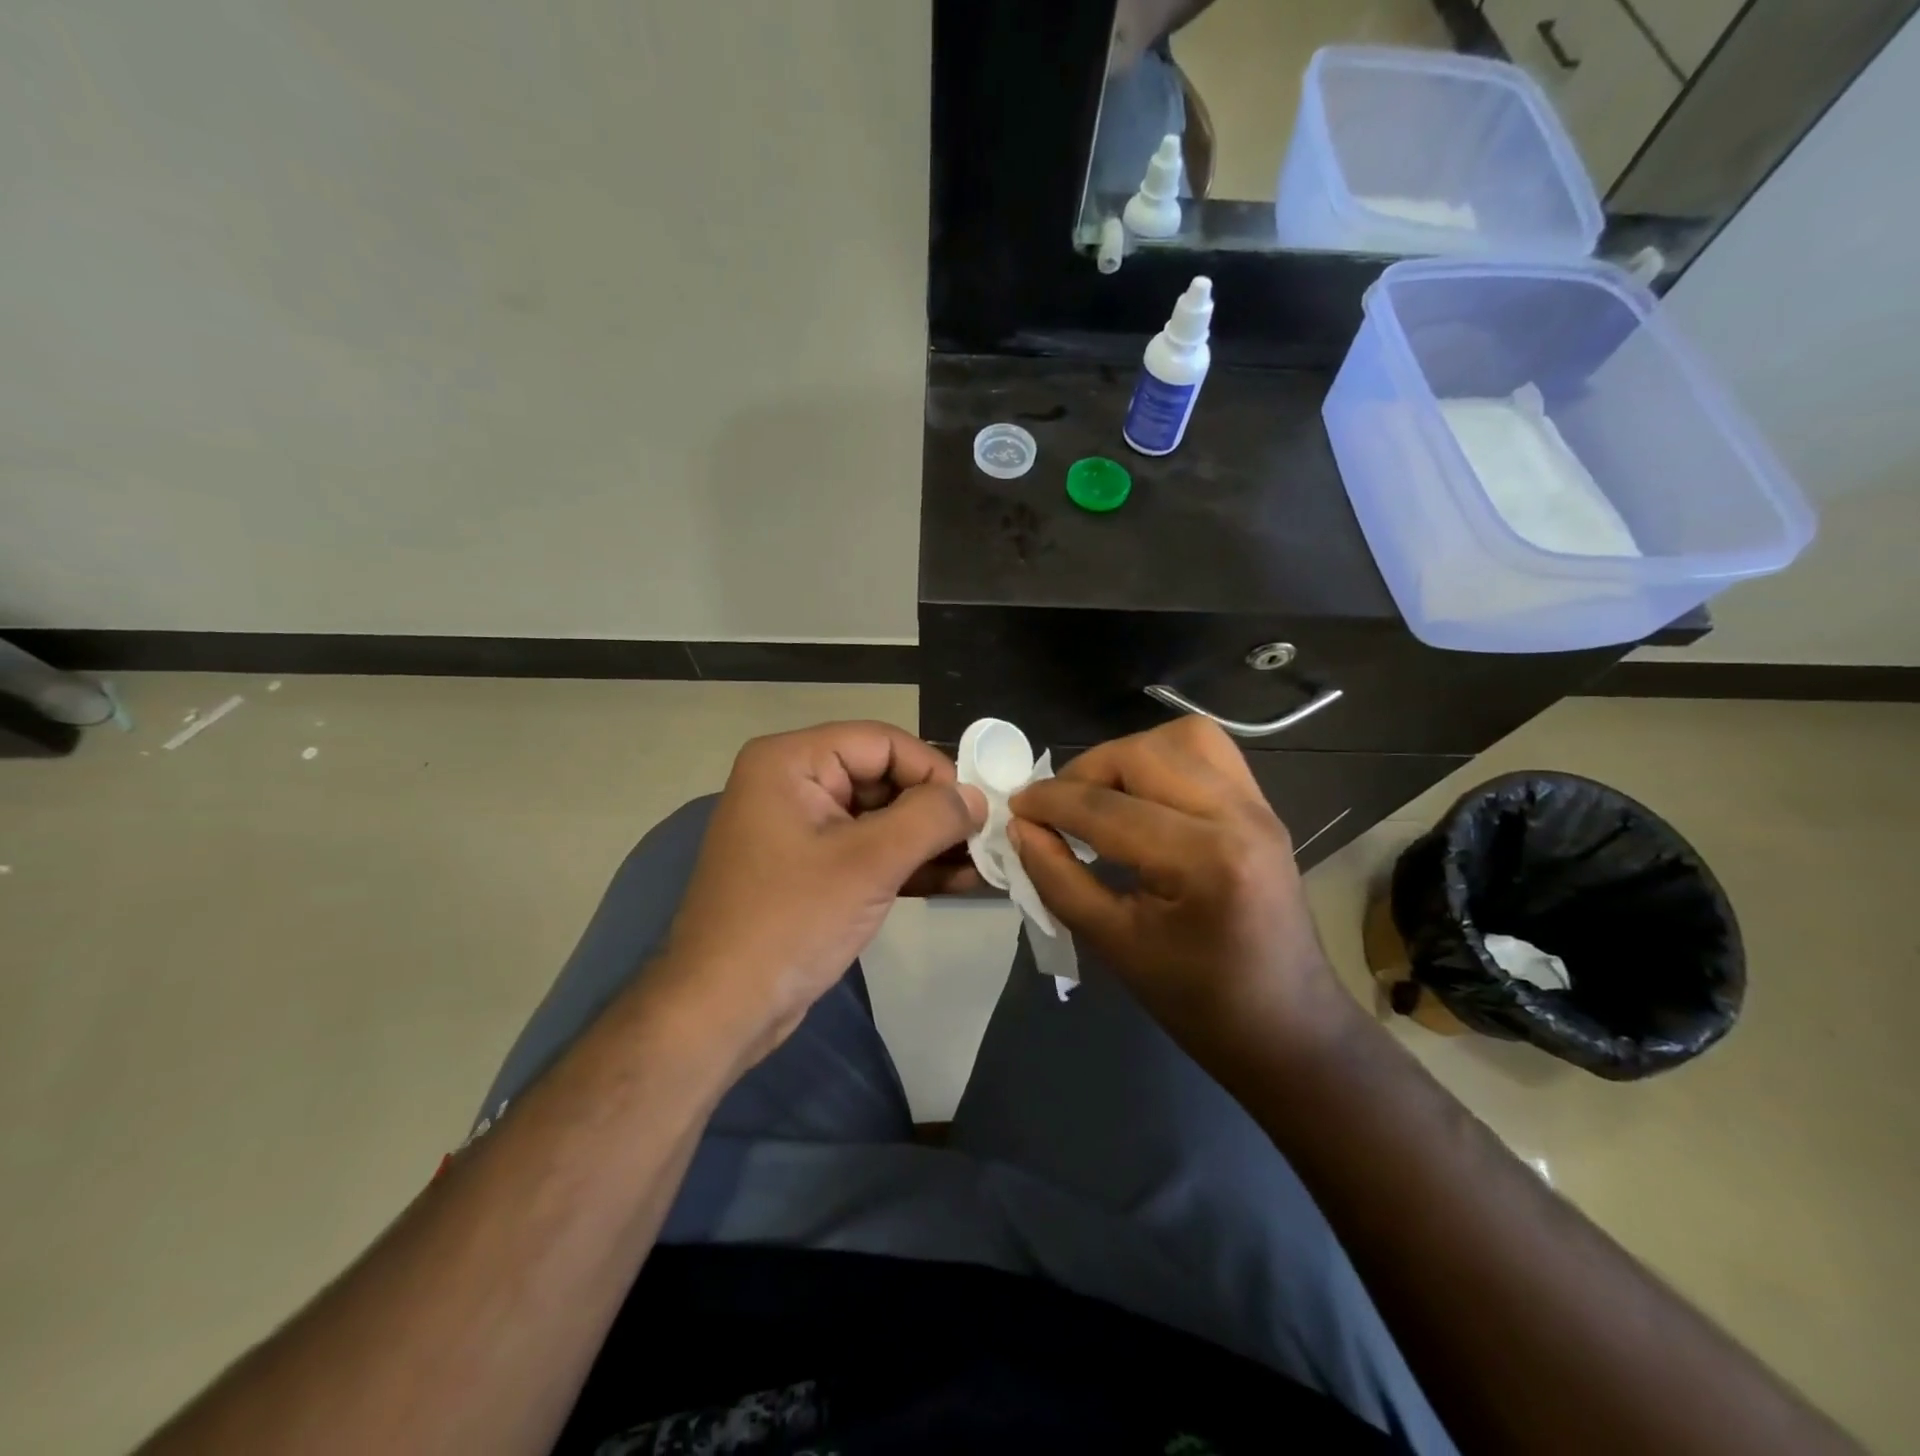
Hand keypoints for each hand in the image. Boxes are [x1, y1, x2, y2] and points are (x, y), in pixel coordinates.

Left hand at [657, 722, 985, 1065]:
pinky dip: (908, 864)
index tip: (976, 809)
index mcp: (791, 762)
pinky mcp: (811, 869)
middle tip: (986, 839)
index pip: (881, 742)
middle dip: (936, 810)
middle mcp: (793, 784)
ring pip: (880, 818)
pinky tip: (957, 881)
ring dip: (929, 841)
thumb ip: (931, 819)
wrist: (720, 1010)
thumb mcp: (869, 863)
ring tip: (983, 863)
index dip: (933, 770)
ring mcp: (801, 829)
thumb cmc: (790, 922)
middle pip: (883, 778)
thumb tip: (977, 797)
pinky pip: (867, 851)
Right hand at [1008, 718, 1344, 1049]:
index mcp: (1203, 861)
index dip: (1049, 802)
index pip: (1106, 808)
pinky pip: (1209, 753)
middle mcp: (1237, 817)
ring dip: (1128, 756)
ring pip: (1182, 738)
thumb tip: (1021, 829)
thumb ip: (1059, 880)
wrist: (1289, 1029)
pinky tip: (1142, 797)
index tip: (1014, 808)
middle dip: (1085, 771)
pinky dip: (1164, 759)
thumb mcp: (1114, 947)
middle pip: (1143, 754)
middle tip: (1055, 807)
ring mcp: (1259, 807)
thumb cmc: (1198, 1004)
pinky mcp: (1263, 809)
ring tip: (1100, 795)